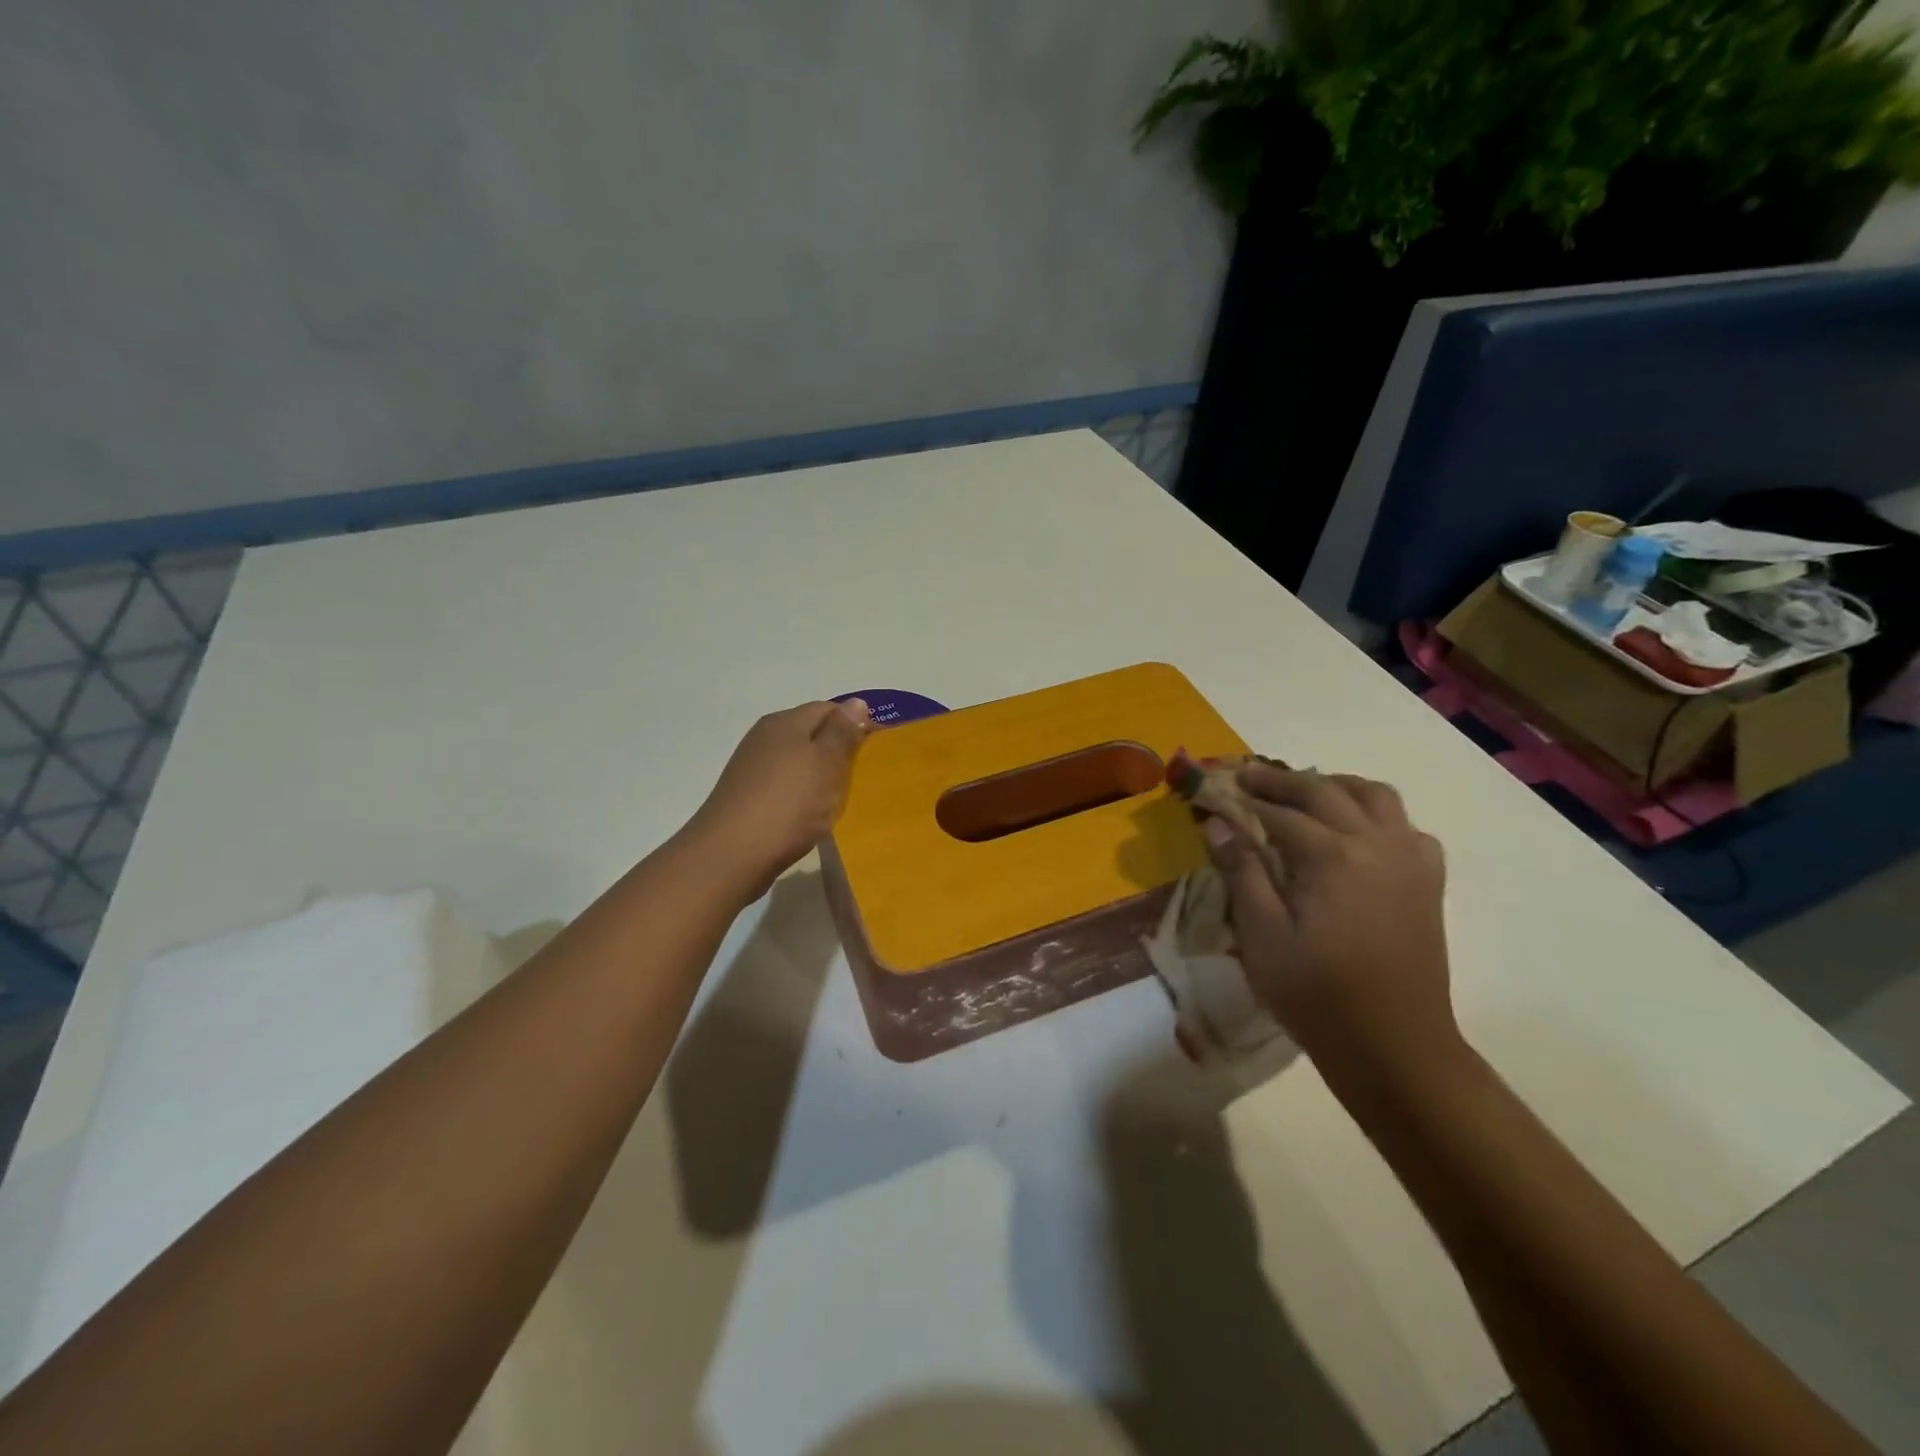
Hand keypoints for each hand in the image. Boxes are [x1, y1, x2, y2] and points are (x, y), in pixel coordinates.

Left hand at [686, 699, 872, 899]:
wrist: (731, 855)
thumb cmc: (788, 803)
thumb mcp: (826, 763)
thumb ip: (842, 732)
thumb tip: (856, 703)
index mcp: (785, 722)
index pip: (828, 708)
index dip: (856, 723)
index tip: (879, 747)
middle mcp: (765, 738)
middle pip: (811, 734)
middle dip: (838, 750)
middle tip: (865, 775)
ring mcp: (752, 768)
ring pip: (797, 762)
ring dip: (820, 775)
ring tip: (842, 797)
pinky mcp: (747, 797)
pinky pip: (785, 786)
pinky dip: (803, 795)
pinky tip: (813, 815)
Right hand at [1201, 765, 1458, 1083]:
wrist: (1393, 1045)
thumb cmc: (1316, 993)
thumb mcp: (1262, 934)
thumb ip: (1241, 871)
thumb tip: (1217, 822)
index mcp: (1333, 855)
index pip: (1280, 813)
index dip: (1244, 800)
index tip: (1216, 791)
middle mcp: (1377, 843)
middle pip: (1326, 791)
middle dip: (1282, 781)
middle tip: (1249, 778)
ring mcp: (1409, 860)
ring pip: (1375, 795)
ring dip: (1335, 785)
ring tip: (1304, 792)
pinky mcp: (1427, 881)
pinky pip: (1406, 827)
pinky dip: (1377, 816)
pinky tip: (1357, 833)